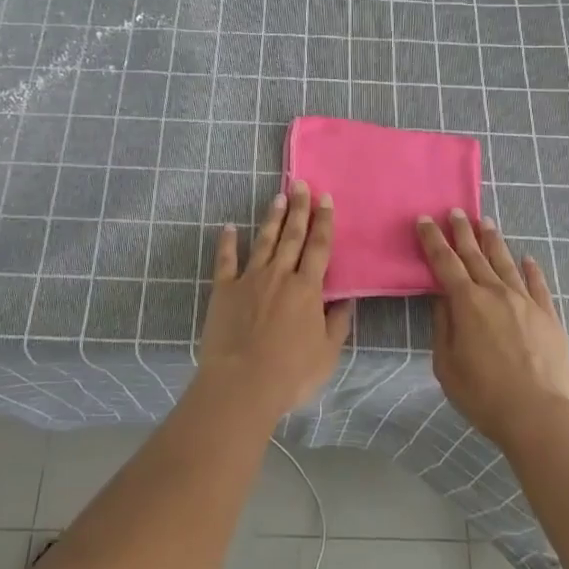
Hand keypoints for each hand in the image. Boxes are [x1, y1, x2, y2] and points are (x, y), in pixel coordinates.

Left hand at [198, 181, 354, 421]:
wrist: (242, 384)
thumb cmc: (290, 373)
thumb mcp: (327, 353)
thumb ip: (337, 323)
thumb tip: (346, 300)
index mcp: (307, 288)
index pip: (319, 247)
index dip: (324, 222)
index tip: (326, 199)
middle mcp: (280, 275)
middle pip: (292, 235)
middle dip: (299, 208)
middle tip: (301, 184)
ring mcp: (249, 279)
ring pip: (264, 241)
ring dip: (272, 218)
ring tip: (278, 196)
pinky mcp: (223, 290)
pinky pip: (226, 260)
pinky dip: (227, 242)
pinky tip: (228, 227)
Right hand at [418, 210, 568, 450]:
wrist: (539, 415)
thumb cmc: (484, 395)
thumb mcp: (447, 366)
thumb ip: (443, 327)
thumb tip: (442, 300)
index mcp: (467, 303)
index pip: (445, 263)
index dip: (433, 240)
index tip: (425, 219)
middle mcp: (495, 293)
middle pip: (475, 255)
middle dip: (463, 232)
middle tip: (456, 211)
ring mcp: (525, 302)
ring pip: (506, 263)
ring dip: (494, 241)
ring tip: (486, 223)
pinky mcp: (549, 316)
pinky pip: (538, 285)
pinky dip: (531, 269)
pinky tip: (527, 258)